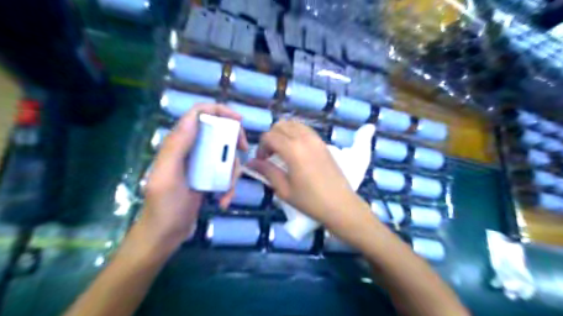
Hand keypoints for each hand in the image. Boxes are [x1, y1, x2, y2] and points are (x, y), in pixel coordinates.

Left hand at [139, 105, 246, 252]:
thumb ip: (177, 146)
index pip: (198, 114)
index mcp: (178, 143)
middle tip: (243, 150)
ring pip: (225, 155)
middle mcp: (190, 149)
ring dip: (232, 172)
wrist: (165, 235)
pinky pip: (225, 173)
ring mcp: (200, 164)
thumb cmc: (163, 207)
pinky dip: (229, 186)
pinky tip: (224, 200)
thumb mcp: (167, 176)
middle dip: (233, 141)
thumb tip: (194, 118)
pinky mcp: (207, 177)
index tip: (238, 121)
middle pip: (218, 132)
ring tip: (228, 191)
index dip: (219, 111)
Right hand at [247, 121, 372, 236]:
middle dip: (271, 137)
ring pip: (293, 124)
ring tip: (282, 151)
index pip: (269, 136)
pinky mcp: (323, 142)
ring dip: (283, 133)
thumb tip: (251, 163)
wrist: (340, 204)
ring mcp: (316, 138)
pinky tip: (296, 149)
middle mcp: (304, 138)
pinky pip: (305, 129)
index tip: (262, 161)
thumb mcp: (284, 189)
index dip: (261, 147)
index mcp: (293, 149)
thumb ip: (267, 171)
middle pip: (280, 125)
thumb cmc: (310, 200)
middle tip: (270, 155)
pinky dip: (295, 133)